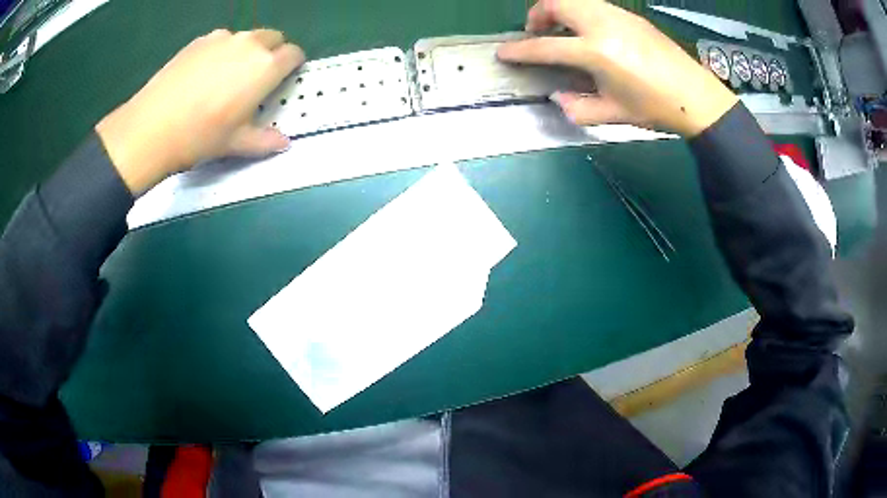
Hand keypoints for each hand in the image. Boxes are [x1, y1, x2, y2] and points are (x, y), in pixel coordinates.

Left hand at [96, 29, 303, 194]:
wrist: (152, 127)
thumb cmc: (200, 136)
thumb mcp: (236, 143)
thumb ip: (265, 140)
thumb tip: (284, 143)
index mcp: (266, 67)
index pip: (294, 54)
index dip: (292, 65)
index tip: (284, 78)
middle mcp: (249, 44)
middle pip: (273, 38)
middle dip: (272, 53)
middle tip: (256, 78)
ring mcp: (222, 38)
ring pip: (246, 38)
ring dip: (247, 51)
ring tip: (227, 77)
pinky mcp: (200, 40)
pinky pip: (221, 40)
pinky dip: (222, 51)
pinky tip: (204, 74)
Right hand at [497, 0, 737, 136]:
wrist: (695, 96)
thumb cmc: (655, 108)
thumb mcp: (612, 114)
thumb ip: (577, 107)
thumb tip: (557, 97)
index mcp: (595, 52)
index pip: (545, 46)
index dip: (520, 50)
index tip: (504, 52)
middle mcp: (602, 24)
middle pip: (555, 3)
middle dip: (536, 15)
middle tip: (536, 33)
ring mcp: (617, 15)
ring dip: (559, 10)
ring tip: (562, 30)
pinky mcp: (630, 15)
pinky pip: (594, 4)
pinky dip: (580, 12)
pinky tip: (589, 31)